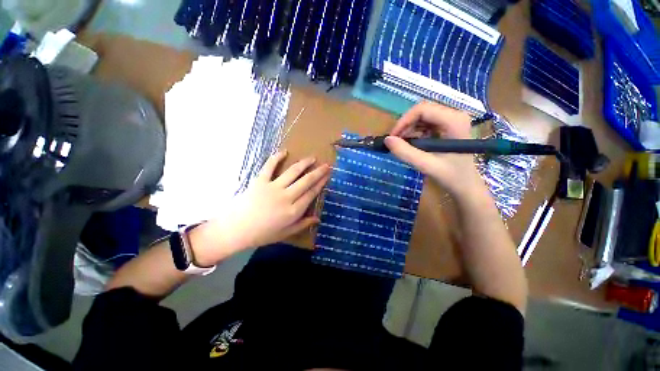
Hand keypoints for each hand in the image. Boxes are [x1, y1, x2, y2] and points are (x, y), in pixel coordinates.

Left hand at [191, 151, 329, 265]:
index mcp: (293, 211)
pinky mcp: (260, 181)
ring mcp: (273, 187)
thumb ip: (302, 224)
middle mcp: (286, 197)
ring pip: (293, 172)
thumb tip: (317, 218)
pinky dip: (276, 158)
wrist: (236, 230)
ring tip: (312, 158)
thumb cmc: (262, 234)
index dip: (321, 183)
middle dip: (318, 172)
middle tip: (326, 165)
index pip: (312, 193)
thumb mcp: (285, 233)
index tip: (327, 176)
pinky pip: (269, 167)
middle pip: (306, 181)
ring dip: (304, 163)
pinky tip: (284, 152)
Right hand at [384, 102, 486, 199]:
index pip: (422, 110)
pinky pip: (425, 124)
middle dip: (405, 126)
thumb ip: (406, 152)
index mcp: (454, 121)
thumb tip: (387, 140)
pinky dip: (414, 133)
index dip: (404, 121)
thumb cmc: (451, 176)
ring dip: (409, 130)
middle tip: (396, 142)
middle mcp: (454, 115)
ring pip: (422, 117)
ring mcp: (451, 120)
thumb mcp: (426, 165)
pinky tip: (413, 145)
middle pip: (422, 111)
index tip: (393, 137)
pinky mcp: (446, 127)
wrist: (465, 184)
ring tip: (404, 145)